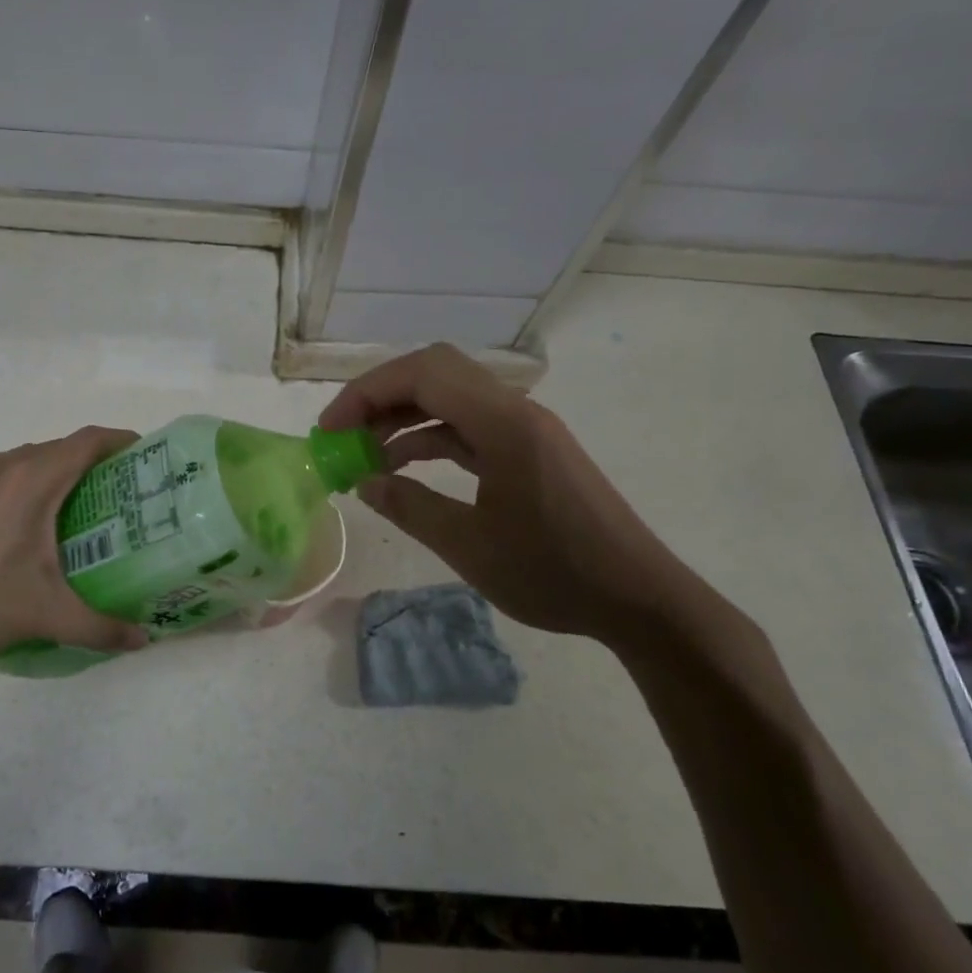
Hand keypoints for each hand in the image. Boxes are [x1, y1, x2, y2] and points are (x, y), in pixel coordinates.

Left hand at [0, 427, 149, 678]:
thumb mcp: (41, 616)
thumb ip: (99, 627)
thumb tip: (142, 641)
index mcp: (31, 479)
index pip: (90, 440)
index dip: (124, 442)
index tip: (149, 460)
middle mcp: (0, 465)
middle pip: (60, 451)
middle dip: (95, 469)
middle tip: (122, 504)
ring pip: (26, 465)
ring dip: (56, 482)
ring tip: (77, 522)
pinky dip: (23, 494)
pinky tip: (21, 538)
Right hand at [319, 344, 697, 651]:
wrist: (641, 599)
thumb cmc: (555, 573)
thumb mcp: (470, 547)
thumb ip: (410, 508)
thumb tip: (364, 482)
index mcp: (503, 422)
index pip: (422, 374)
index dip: (366, 393)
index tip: (330, 430)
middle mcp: (515, 410)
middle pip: (434, 373)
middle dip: (380, 397)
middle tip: (343, 435)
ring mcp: (525, 429)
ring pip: (450, 398)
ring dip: (403, 418)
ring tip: (365, 456)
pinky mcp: (531, 450)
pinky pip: (469, 426)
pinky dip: (430, 438)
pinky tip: (404, 466)